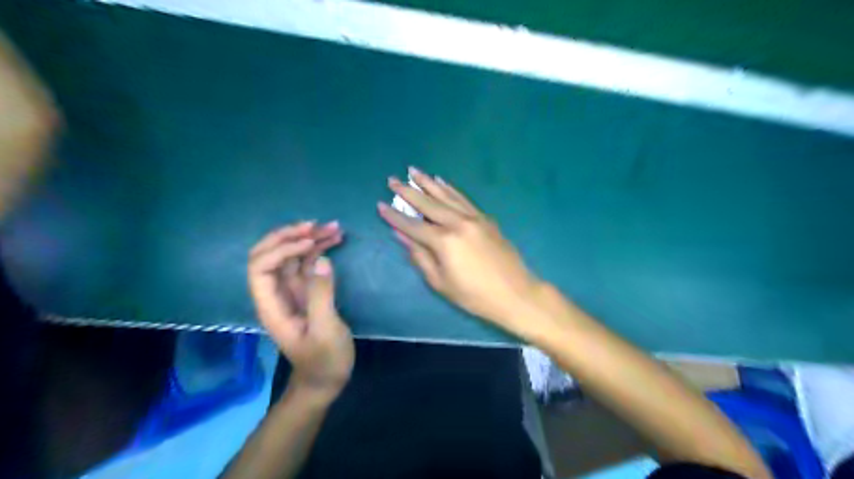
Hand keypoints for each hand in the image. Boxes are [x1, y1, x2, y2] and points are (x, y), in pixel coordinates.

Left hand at [248, 221, 353, 399]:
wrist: (327, 379)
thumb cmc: (324, 360)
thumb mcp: (325, 331)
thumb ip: (321, 296)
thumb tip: (321, 260)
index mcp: (271, 305)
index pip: (260, 267)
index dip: (281, 249)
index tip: (310, 243)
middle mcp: (277, 293)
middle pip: (269, 254)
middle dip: (289, 236)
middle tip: (317, 226)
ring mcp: (293, 290)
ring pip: (292, 255)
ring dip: (309, 238)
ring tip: (335, 228)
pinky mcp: (308, 291)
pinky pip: (309, 263)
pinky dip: (320, 248)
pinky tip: (335, 239)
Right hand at [379, 167, 543, 333]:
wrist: (515, 293)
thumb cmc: (474, 295)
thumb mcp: (440, 282)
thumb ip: (420, 257)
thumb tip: (401, 235)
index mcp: (444, 242)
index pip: (412, 225)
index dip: (395, 216)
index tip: (380, 204)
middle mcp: (458, 223)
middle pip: (428, 203)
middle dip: (408, 191)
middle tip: (392, 179)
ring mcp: (474, 218)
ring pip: (446, 195)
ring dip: (428, 182)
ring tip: (413, 171)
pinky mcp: (485, 218)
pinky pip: (463, 198)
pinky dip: (450, 189)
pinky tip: (441, 181)